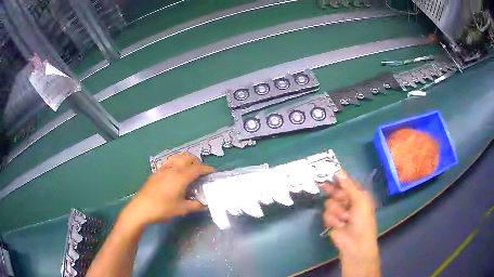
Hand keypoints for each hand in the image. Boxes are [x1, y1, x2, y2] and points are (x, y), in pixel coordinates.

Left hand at [120, 153, 214, 227]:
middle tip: (201, 172)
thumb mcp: (182, 209)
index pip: (198, 168)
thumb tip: (205, 204)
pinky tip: (176, 174)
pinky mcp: (156, 172)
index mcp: (181, 177)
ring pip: (178, 157)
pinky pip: (170, 162)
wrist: (141, 208)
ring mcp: (163, 169)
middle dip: (197, 161)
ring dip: (186, 160)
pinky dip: (177, 163)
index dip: (207, 169)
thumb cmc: (163, 209)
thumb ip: (196, 205)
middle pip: (188, 157)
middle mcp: (173, 169)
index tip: (213, 172)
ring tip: (189, 170)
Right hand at [321, 170, 379, 275]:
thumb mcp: (360, 200)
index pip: (347, 184)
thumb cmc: (363, 220)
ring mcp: (339, 212)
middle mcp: (348, 202)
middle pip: (336, 192)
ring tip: (345, 219)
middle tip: (323, 186)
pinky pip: (326, 215)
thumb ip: (348, 186)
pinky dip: (333, 220)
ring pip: (329, 203)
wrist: (355, 242)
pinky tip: (339, 225)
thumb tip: (339, 171)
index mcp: (358, 195)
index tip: (330, 173)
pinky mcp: (331, 221)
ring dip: (337, 211)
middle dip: (334, 193)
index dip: (339, 179)